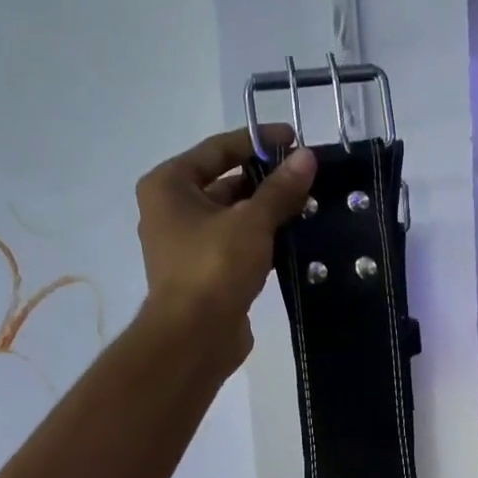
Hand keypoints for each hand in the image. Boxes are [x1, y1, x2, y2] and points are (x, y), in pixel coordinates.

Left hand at [135, 125, 315, 368]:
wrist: (194, 337)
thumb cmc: (214, 266)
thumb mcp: (252, 221)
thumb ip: (280, 189)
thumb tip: (307, 157)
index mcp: (169, 185)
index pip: (218, 149)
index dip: (257, 141)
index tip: (295, 140)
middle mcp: (171, 210)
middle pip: (225, 182)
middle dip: (266, 180)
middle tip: (306, 178)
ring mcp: (186, 244)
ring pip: (233, 216)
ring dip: (267, 212)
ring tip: (308, 206)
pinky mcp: (205, 273)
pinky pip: (236, 245)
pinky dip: (262, 240)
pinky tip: (294, 238)